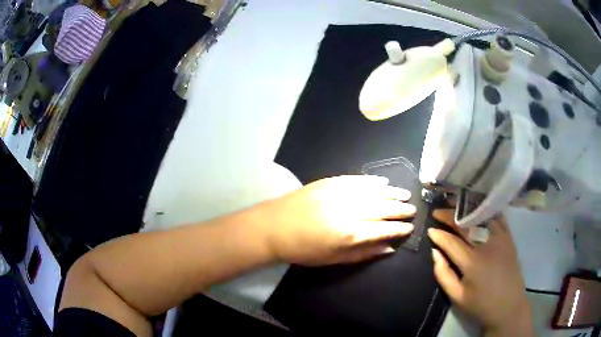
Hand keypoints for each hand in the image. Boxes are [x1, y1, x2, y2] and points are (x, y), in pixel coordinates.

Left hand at [257, 175, 415, 265]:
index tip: (409, 228)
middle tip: (412, 210)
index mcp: (350, 233)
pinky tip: (383, 183)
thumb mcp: (334, 259)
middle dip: (400, 210)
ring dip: (392, 194)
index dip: (399, 229)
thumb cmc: (303, 249)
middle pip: (383, 208)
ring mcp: (340, 193)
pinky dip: (372, 181)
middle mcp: (349, 211)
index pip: (384, 229)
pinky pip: (358, 180)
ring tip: (405, 195)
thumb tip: (389, 248)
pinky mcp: (330, 182)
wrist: (274, 227)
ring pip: (374, 192)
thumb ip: (364, 253)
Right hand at [428, 210, 532, 335]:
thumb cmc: (480, 305)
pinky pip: (498, 218)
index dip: (439, 234)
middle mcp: (486, 245)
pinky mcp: (509, 238)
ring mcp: (500, 239)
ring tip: (455, 207)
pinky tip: (478, 210)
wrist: (508, 306)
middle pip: (465, 225)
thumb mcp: (457, 296)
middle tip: (437, 212)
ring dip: (466, 210)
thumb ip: (443, 274)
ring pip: (481, 217)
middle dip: (449, 216)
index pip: (451, 242)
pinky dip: (486, 212)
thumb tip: (435, 253)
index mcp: (472, 262)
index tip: (429, 229)